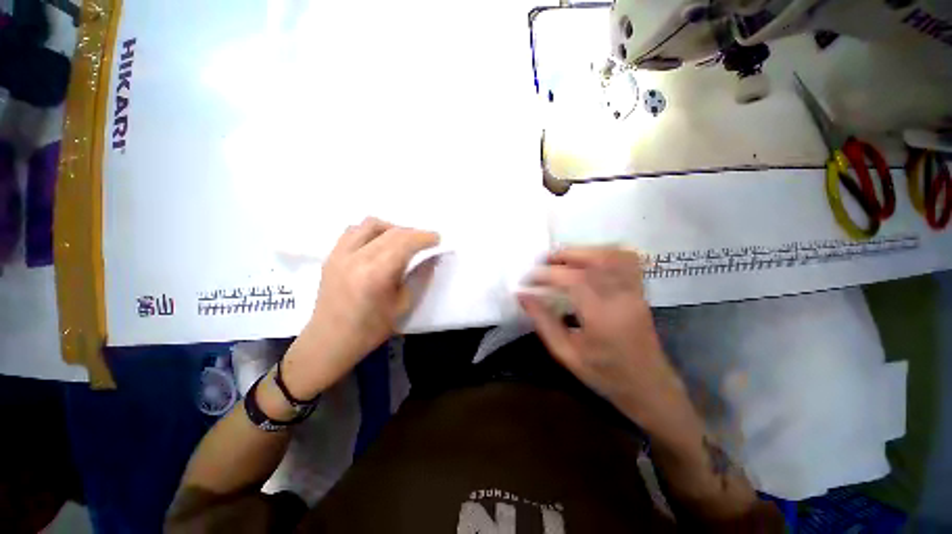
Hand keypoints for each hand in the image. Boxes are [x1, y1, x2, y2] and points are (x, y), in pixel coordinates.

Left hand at [281, 218, 438, 398]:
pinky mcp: (331, 256)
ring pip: (370, 224)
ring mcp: (340, 254)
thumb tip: (431, 257)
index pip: (404, 243)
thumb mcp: (403, 305)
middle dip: (413, 232)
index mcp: (376, 274)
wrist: (329, 341)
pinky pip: (353, 231)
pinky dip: (371, 231)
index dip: (424, 237)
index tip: (437, 238)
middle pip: (391, 232)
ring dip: (391, 228)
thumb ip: (419, 277)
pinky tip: (379, 243)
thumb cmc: (371, 329)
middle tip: (425, 240)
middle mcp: (356, 257)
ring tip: (402, 240)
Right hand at [519, 247, 688, 429]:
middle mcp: (622, 298)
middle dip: (564, 255)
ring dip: (583, 251)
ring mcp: (635, 292)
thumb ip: (543, 322)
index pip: (573, 280)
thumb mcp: (566, 354)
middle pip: (595, 259)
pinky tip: (589, 259)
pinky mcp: (640, 291)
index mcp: (602, 317)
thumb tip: (522, 295)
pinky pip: (627, 260)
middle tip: (543, 262)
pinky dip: (605, 252)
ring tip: (561, 259)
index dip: (547, 274)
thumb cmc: (605, 375)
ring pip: (612, 255)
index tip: (528, 278)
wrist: (649, 387)